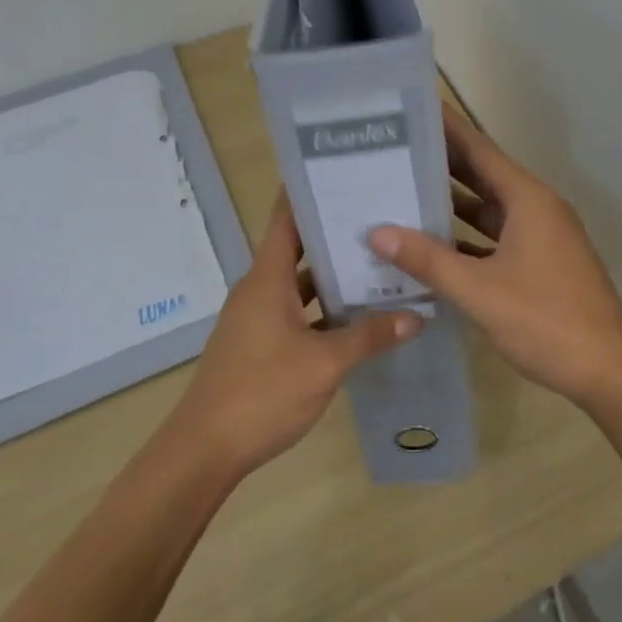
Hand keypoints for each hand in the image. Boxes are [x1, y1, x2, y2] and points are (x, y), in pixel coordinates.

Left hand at [166, 195, 421, 479]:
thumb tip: (416, 315)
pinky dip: (324, 306)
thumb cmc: (261, 393)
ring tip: (379, 259)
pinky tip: (357, 314)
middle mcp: (260, 287)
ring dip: (333, 273)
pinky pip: (297, 308)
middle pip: (299, 246)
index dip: (310, 191)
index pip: (286, 217)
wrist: (205, 450)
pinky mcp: (260, 341)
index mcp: (267, 277)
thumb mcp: (324, 364)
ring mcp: (258, 315)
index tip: (344, 170)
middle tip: (381, 214)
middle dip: (336, 231)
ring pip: (300, 281)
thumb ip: (369, 336)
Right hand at [367, 107, 621, 411]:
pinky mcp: (541, 263)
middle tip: (393, 150)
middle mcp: (536, 208)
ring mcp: (541, 237)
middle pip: (482, 175)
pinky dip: (466, 238)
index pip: (480, 149)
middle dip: (440, 164)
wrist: (610, 372)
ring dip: (450, 203)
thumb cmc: (547, 321)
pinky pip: (496, 238)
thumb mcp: (480, 290)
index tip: (412, 108)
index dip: (447, 128)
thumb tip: (376, 231)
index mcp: (528, 200)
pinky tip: (431, 246)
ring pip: (488, 210)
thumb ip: (428, 260)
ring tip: (402, 192)